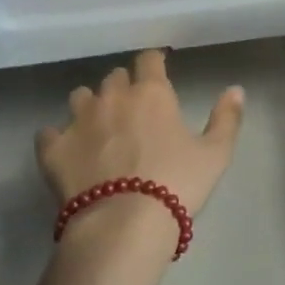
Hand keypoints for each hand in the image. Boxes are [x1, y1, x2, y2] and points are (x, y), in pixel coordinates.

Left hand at [37, 50, 245, 236]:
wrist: (123, 225)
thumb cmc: (176, 185)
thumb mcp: (215, 154)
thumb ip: (226, 118)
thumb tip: (236, 89)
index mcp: (151, 93)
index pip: (149, 59)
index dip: (153, 62)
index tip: (157, 70)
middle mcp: (112, 96)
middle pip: (114, 76)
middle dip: (123, 86)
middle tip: (132, 108)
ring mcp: (78, 120)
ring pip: (79, 96)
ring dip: (89, 105)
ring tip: (97, 126)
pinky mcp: (53, 149)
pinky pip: (48, 133)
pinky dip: (56, 138)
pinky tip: (64, 150)